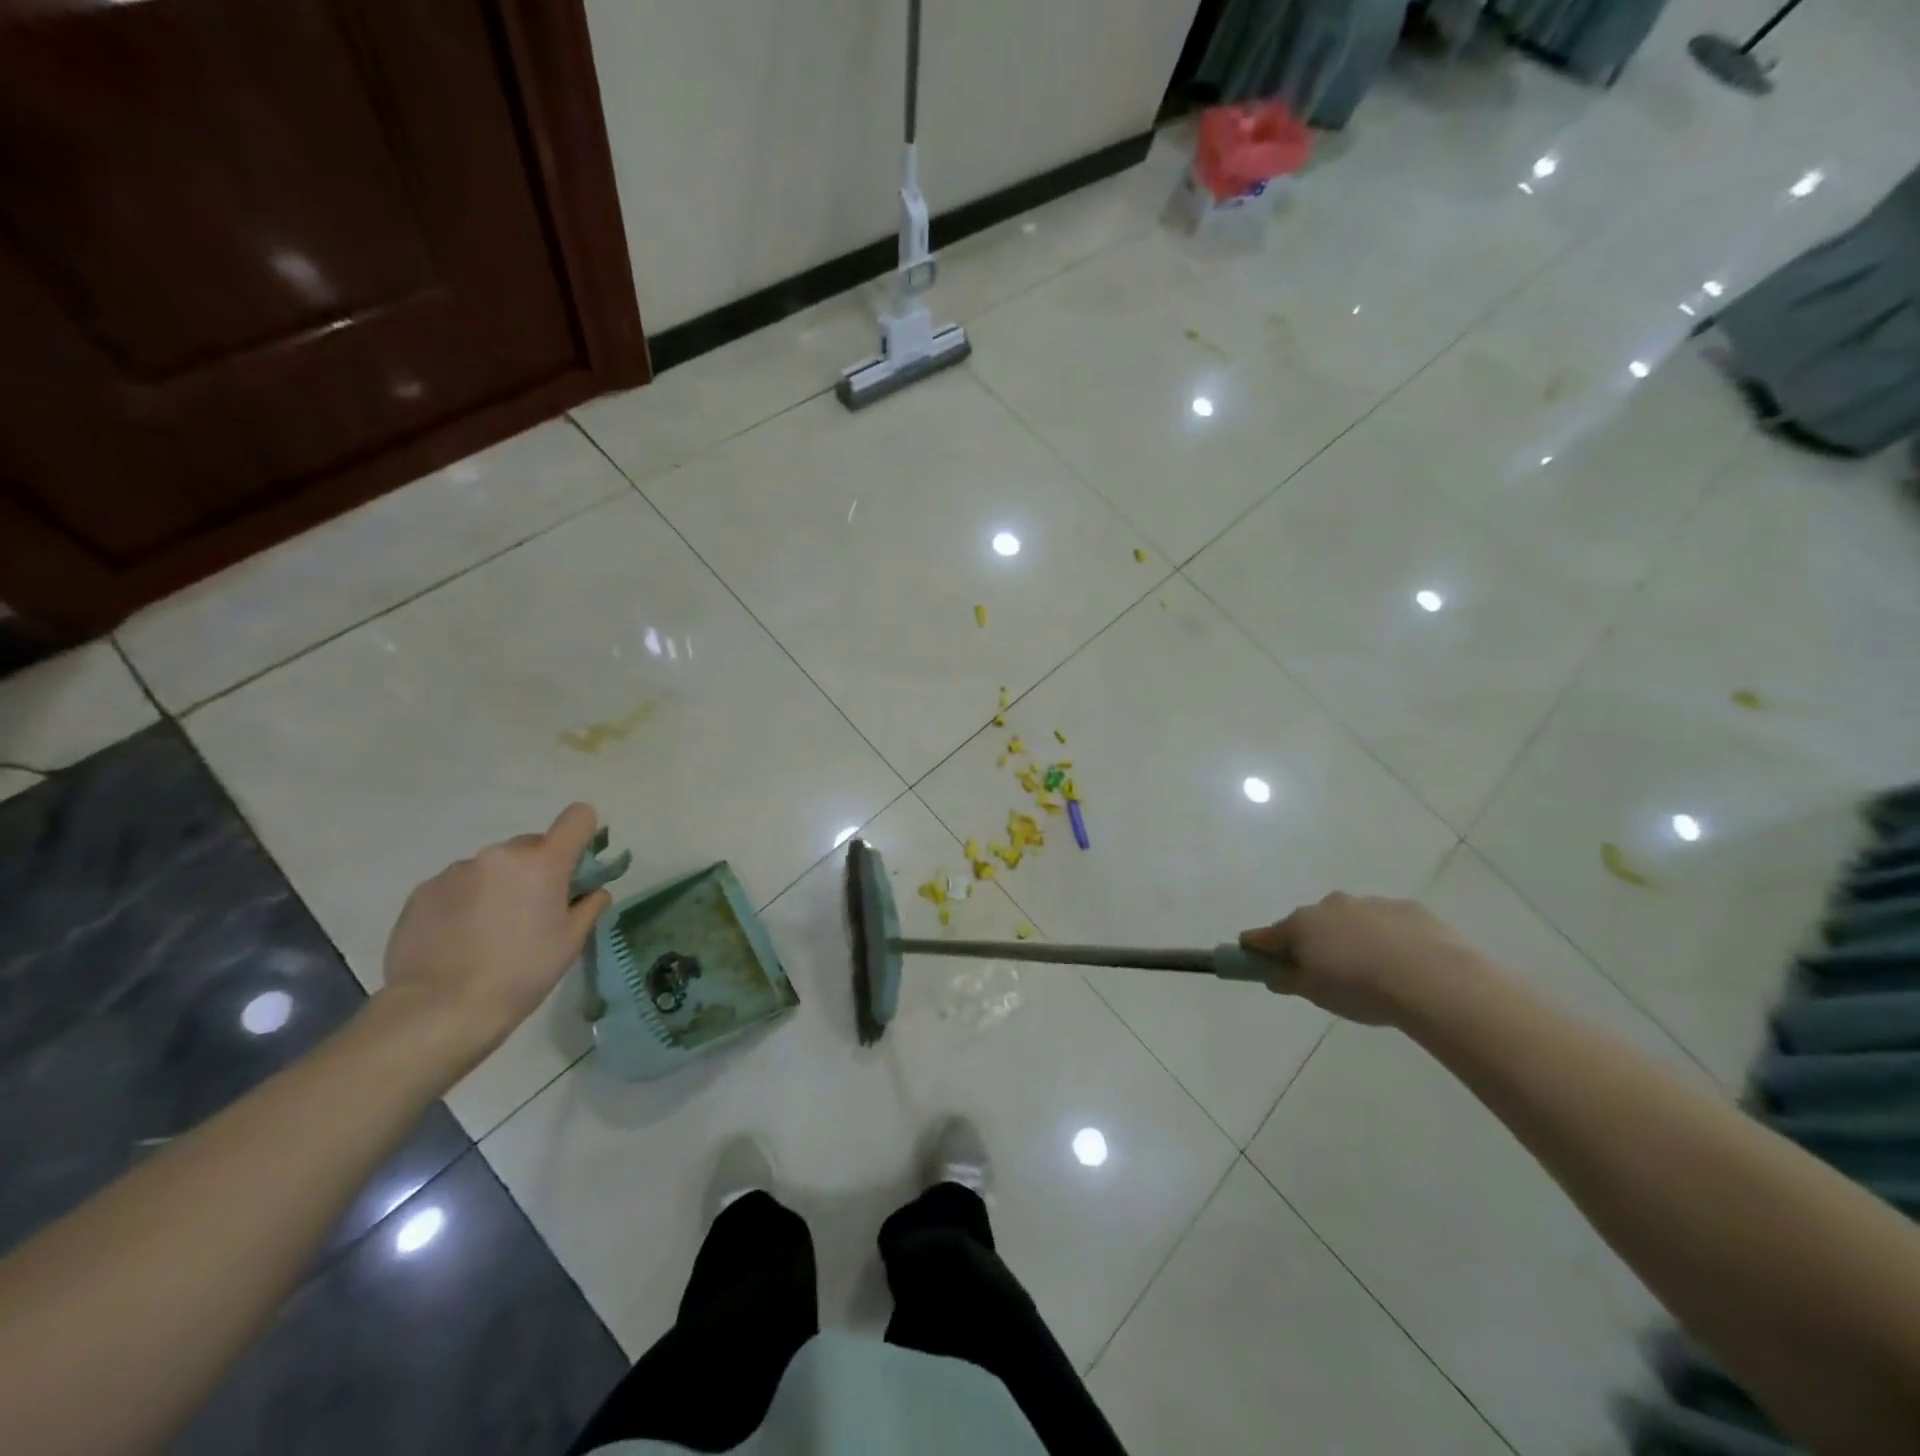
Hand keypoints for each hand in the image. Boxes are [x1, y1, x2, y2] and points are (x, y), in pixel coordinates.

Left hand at [378, 803, 612, 1062]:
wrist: (439, 1009)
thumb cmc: (521, 973)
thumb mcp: (571, 943)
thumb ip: (589, 906)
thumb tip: (593, 891)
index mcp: (543, 862)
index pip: (577, 818)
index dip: (583, 834)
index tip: (578, 865)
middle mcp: (500, 855)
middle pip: (532, 845)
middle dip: (537, 869)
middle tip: (532, 911)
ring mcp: (457, 870)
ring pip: (493, 867)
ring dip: (500, 885)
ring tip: (489, 931)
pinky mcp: (423, 891)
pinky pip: (459, 885)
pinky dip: (466, 902)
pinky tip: (459, 939)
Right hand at [1240, 892, 1478, 1026]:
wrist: (1434, 979)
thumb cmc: (1361, 989)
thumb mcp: (1314, 994)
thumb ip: (1286, 980)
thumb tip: (1271, 972)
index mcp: (1301, 925)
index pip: (1263, 936)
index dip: (1256, 949)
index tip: (1258, 963)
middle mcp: (1329, 905)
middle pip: (1308, 925)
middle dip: (1311, 945)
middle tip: (1327, 976)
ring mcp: (1369, 903)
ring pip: (1348, 922)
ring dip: (1350, 941)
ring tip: (1374, 974)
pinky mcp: (1406, 908)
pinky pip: (1385, 924)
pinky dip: (1386, 939)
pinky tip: (1404, 965)